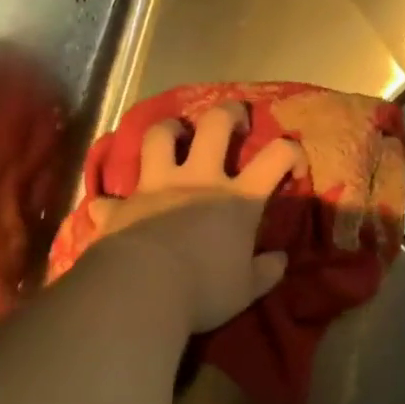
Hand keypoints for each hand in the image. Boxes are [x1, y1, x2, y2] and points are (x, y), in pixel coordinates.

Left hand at [85, 103, 302, 336]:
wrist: (141, 290)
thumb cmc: (202, 289)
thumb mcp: (246, 290)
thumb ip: (265, 272)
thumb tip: (279, 260)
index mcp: (237, 199)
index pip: (276, 157)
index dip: (291, 152)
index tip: (294, 166)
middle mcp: (198, 180)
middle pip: (215, 125)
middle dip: (228, 113)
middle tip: (233, 121)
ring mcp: (156, 187)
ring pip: (159, 137)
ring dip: (167, 130)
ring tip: (173, 136)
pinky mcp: (121, 205)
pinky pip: (110, 197)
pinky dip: (114, 202)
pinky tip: (113, 209)